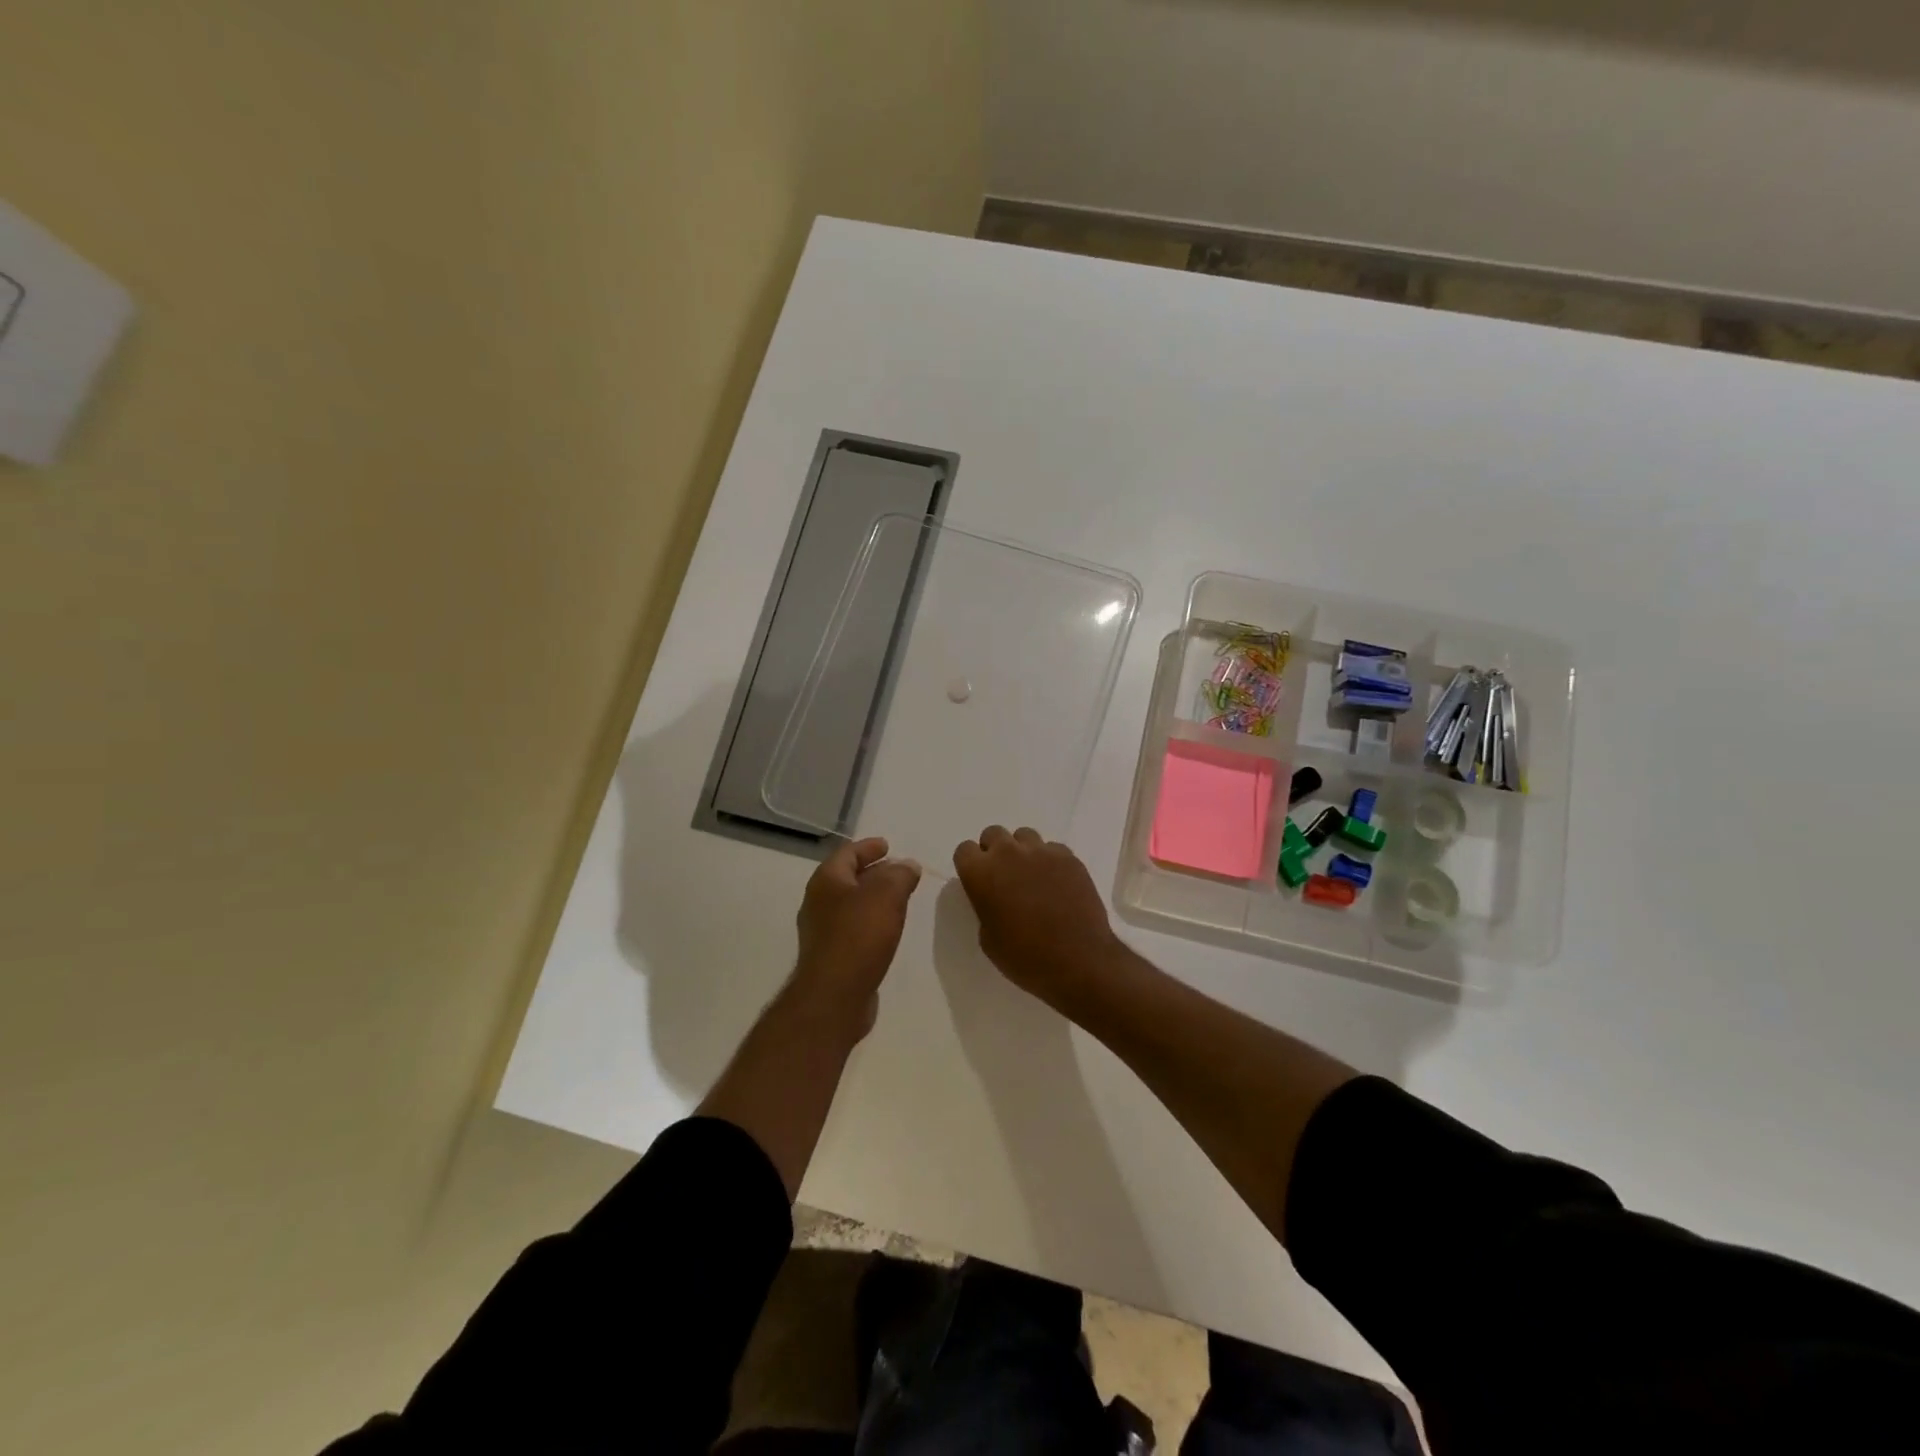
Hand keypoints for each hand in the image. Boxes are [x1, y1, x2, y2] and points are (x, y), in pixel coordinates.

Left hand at [790, 837, 922, 1038]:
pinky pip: (853, 929)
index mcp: (826, 881)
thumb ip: (900, 875)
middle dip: (873, 872)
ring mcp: (822, 932)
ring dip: (873, 898)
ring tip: (898, 898)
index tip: (888, 845)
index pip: (848, 853)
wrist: (835, 997)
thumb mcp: (887, 895)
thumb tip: (907, 865)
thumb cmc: (859, 937)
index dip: (869, 847)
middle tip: (898, 870)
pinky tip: (887, 930)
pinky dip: (871, 922)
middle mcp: (818, 903)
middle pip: (847, 878)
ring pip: (851, 904)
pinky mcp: (831, 957)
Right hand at [951, 826, 1123, 1009]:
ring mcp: (1042, 852)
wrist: (1079, 960)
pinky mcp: (1069, 857)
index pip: (964, 850)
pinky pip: (1053, 849)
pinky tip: (1057, 883)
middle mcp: (1008, 853)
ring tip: (1032, 876)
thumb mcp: (988, 939)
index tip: (979, 881)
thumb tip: (995, 898)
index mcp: (981, 873)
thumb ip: (986, 906)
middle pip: (994, 834)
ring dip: (1023, 852)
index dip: (971, 865)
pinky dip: (1050, 861)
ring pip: (1024, 836)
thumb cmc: (1025, 957)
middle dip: (995, 851)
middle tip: (1004, 876)